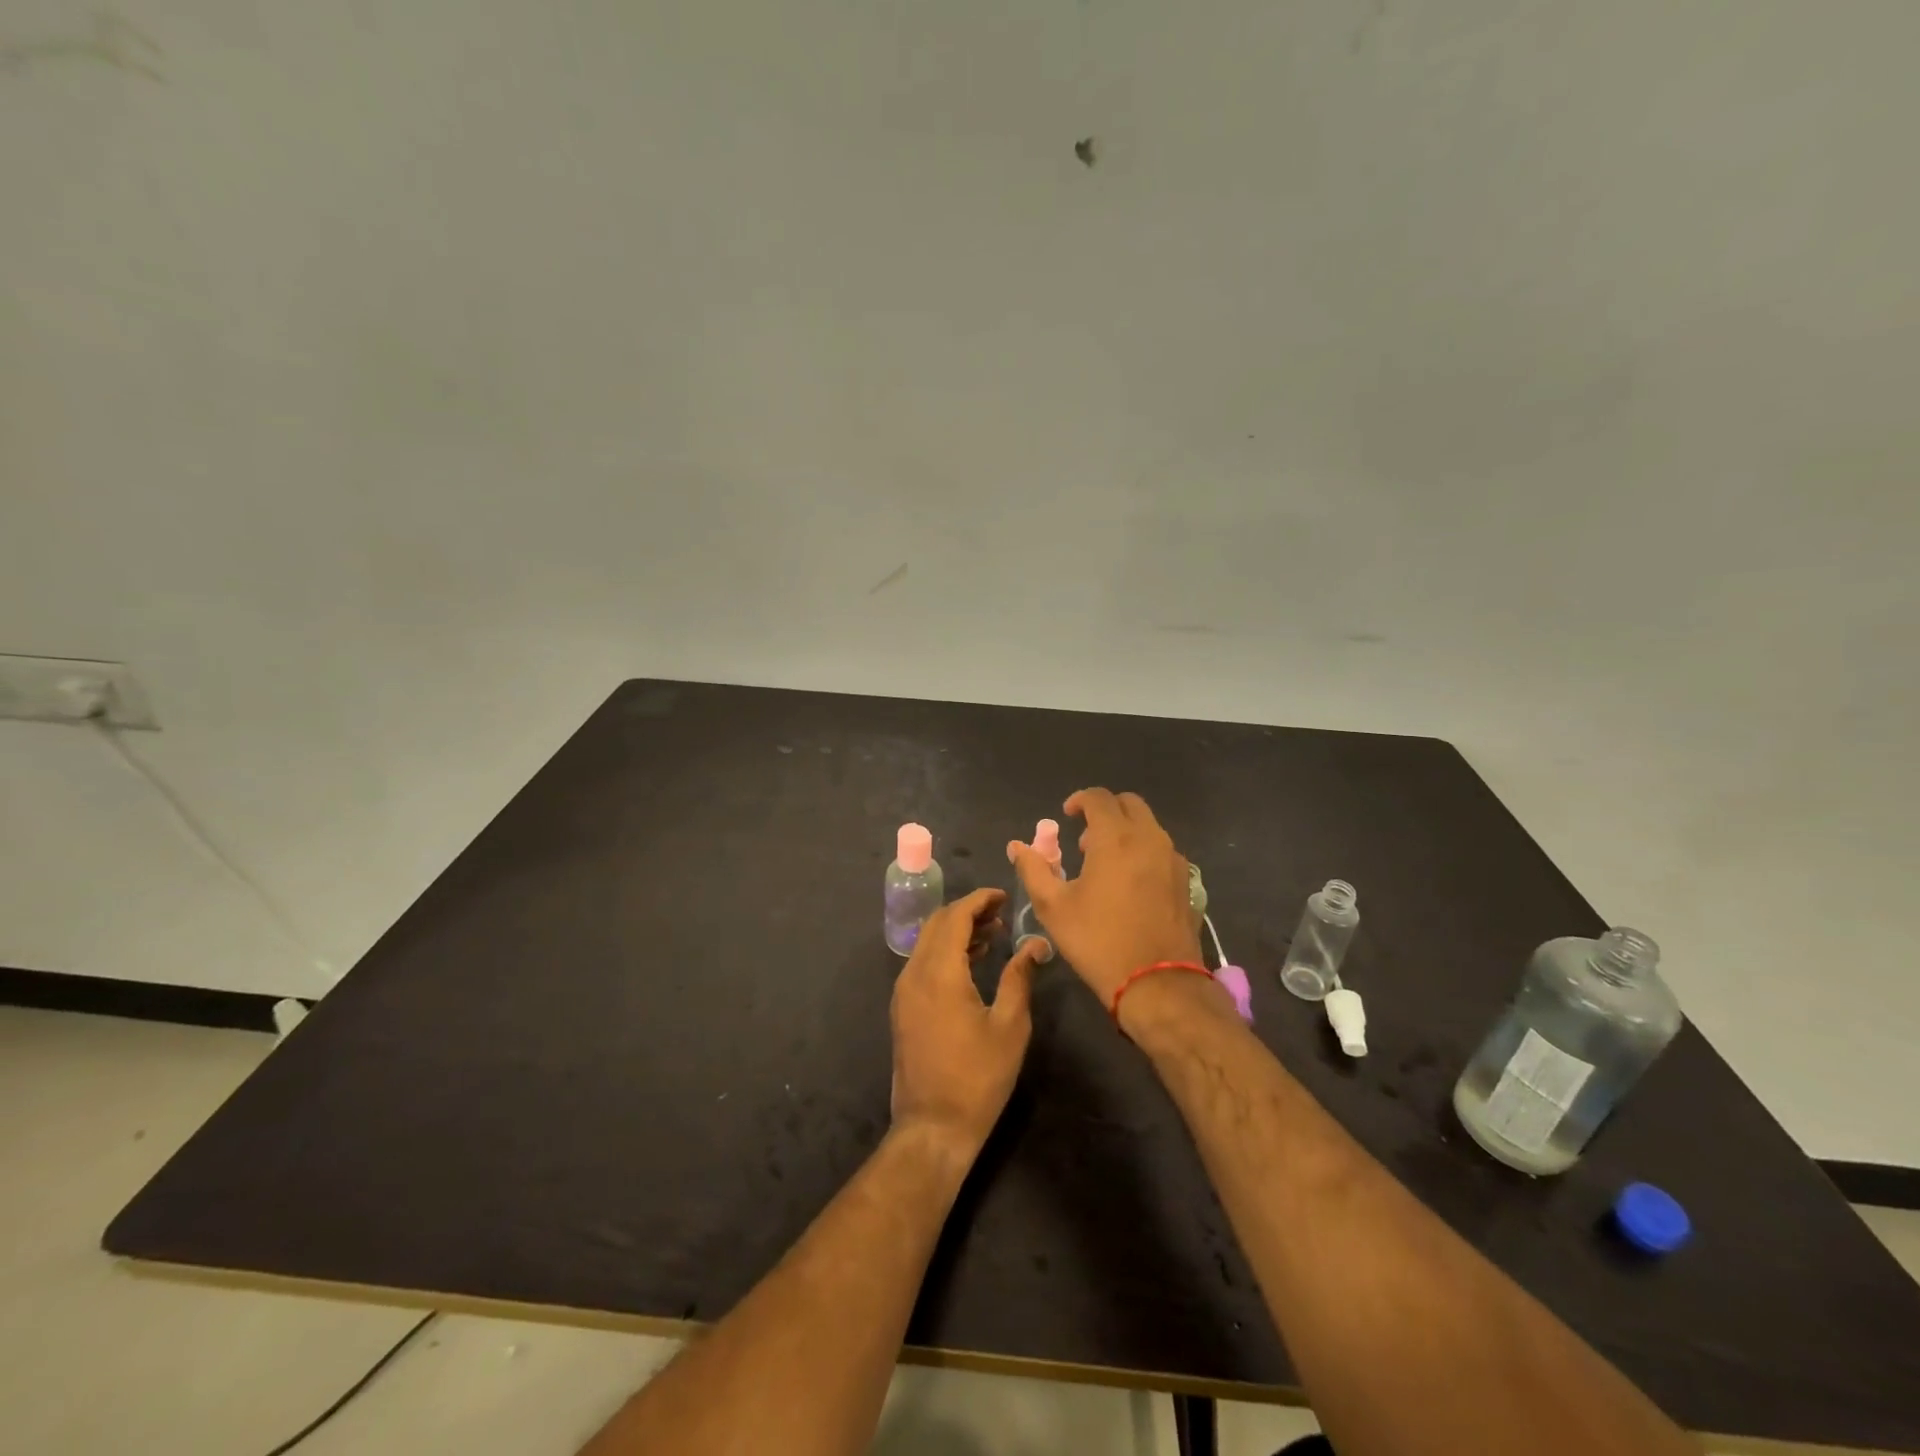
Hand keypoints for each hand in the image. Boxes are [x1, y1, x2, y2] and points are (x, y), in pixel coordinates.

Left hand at [890, 888, 1041, 1156]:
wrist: (933, 1126)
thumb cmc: (978, 1077)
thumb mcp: (1009, 1025)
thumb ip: (1019, 977)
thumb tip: (1035, 944)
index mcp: (939, 972)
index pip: (955, 916)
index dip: (979, 900)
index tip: (1004, 896)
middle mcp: (914, 973)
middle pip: (937, 924)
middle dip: (968, 911)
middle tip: (1001, 913)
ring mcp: (904, 991)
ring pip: (927, 943)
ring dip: (956, 931)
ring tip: (992, 935)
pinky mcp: (903, 1008)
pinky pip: (922, 963)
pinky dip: (945, 952)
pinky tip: (971, 962)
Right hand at [1006, 789, 1202, 1008]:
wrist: (1158, 983)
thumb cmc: (1099, 941)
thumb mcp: (1053, 907)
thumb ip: (1033, 869)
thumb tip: (1018, 846)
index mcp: (1116, 838)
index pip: (1099, 798)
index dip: (1079, 800)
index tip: (1066, 816)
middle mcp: (1150, 838)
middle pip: (1129, 804)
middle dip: (1105, 812)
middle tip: (1086, 841)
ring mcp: (1173, 859)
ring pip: (1149, 826)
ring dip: (1126, 832)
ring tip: (1106, 865)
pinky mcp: (1186, 881)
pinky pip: (1162, 850)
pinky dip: (1144, 851)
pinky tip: (1130, 884)